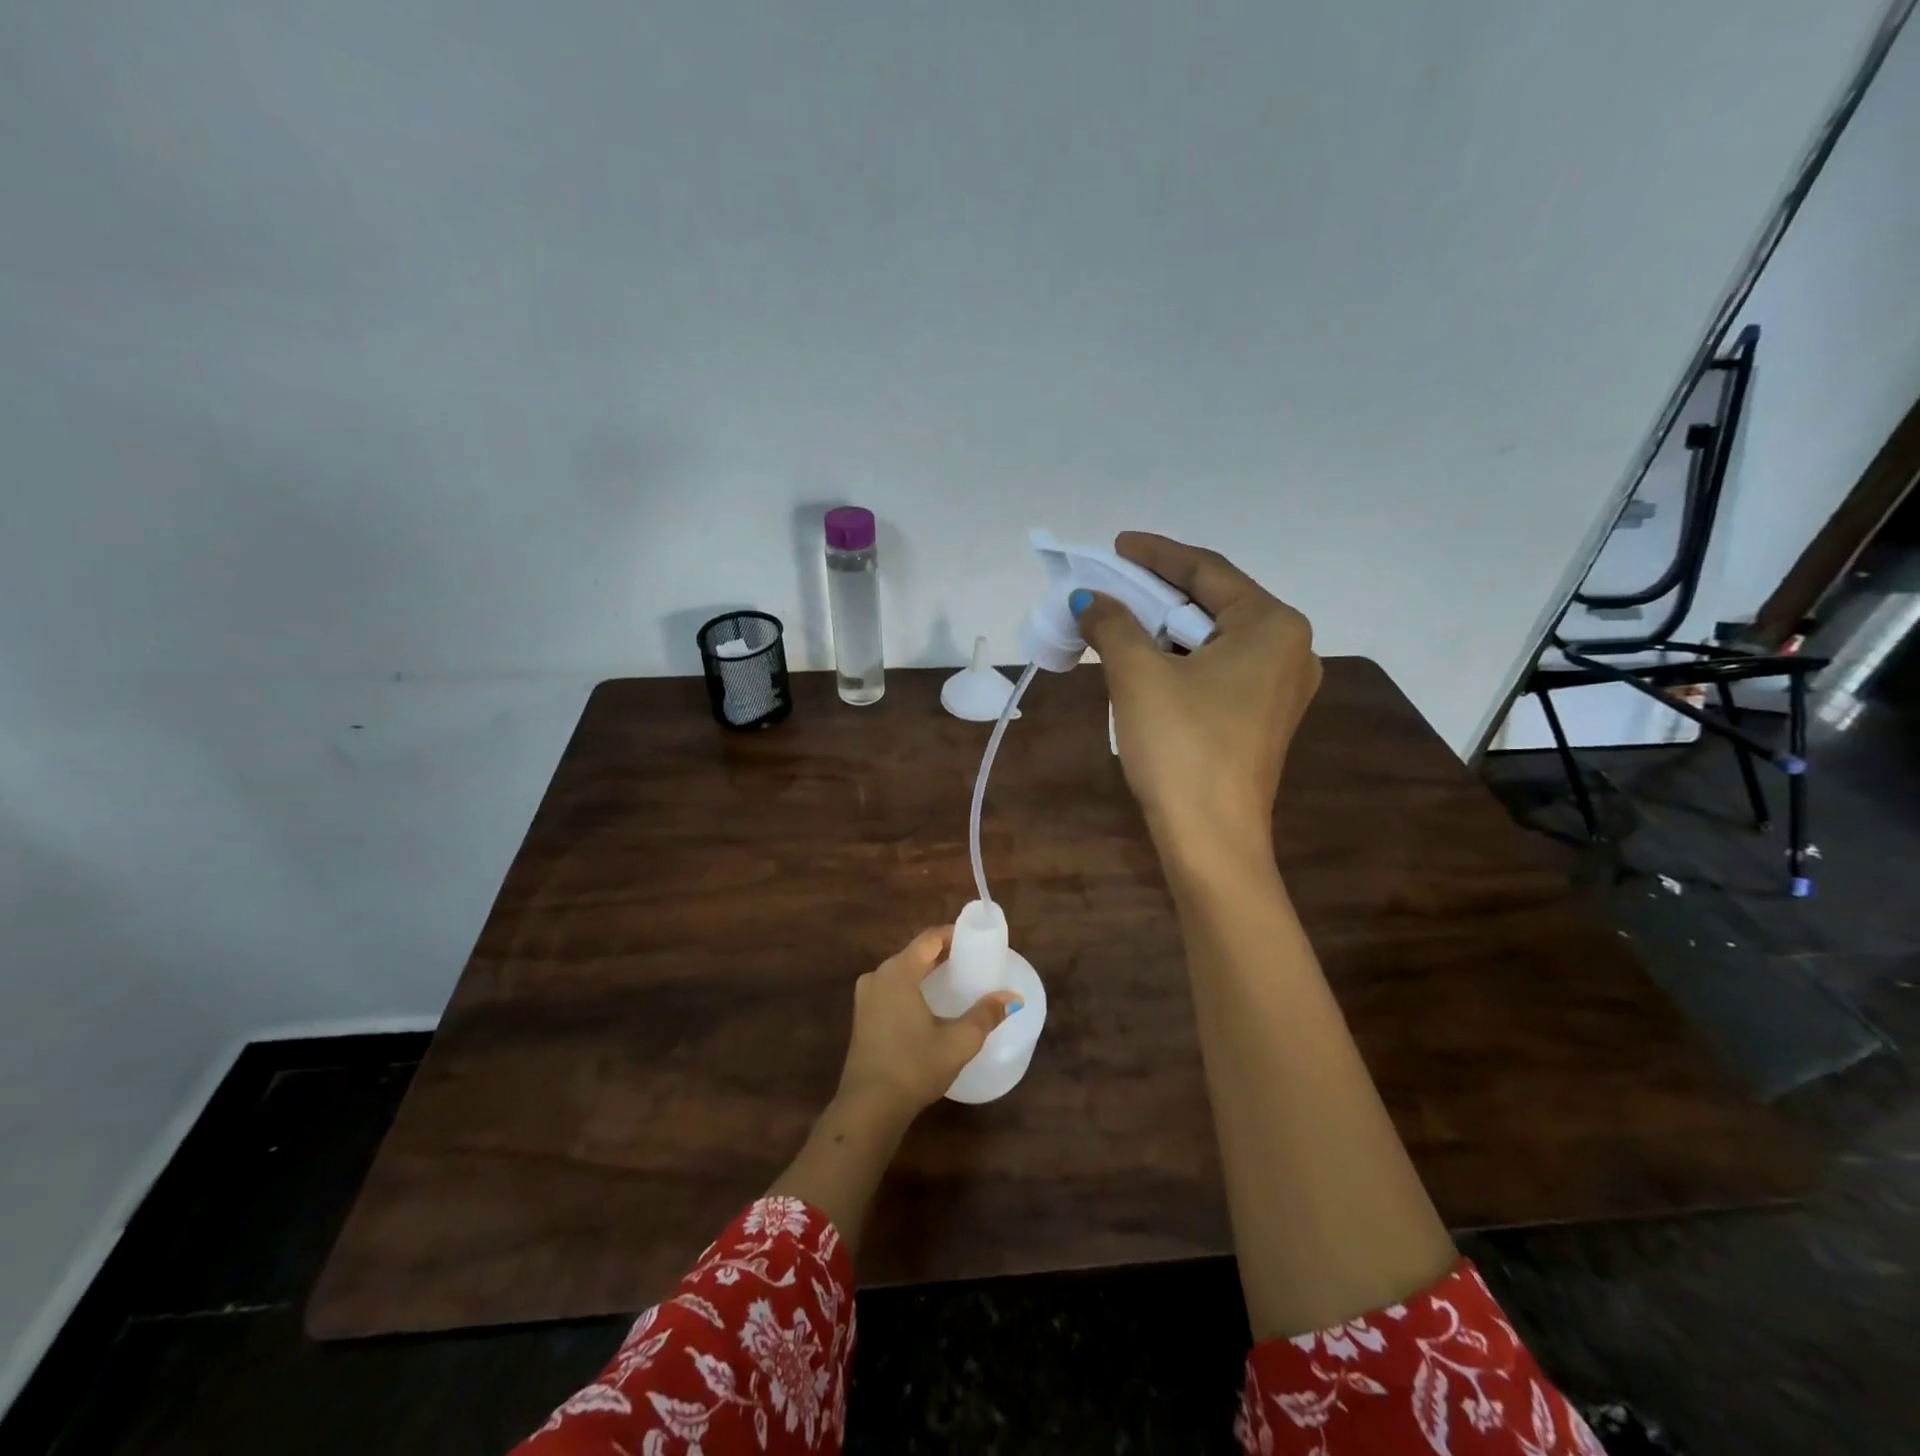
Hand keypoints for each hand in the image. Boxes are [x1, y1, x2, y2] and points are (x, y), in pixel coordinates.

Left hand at [835, 925, 1018, 1121]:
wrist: (868, 1107)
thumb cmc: (914, 1066)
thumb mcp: (958, 1042)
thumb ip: (986, 1015)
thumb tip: (1012, 998)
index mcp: (898, 972)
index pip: (928, 939)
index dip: (952, 934)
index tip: (974, 940)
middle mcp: (877, 976)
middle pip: (913, 953)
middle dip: (941, 954)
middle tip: (969, 961)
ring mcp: (865, 997)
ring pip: (900, 972)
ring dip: (924, 971)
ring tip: (952, 981)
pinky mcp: (861, 1018)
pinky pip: (890, 989)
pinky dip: (910, 988)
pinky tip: (927, 1005)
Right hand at [1072, 532, 1320, 863]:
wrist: (1211, 839)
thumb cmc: (1181, 746)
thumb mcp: (1138, 675)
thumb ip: (1113, 624)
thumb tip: (1090, 600)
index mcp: (1272, 625)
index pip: (1207, 570)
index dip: (1156, 554)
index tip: (1116, 545)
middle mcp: (1290, 648)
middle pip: (1215, 602)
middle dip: (1159, 592)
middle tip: (1112, 582)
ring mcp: (1281, 687)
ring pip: (1214, 639)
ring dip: (1165, 628)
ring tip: (1120, 620)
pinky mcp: (1262, 718)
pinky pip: (1218, 669)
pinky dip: (1180, 659)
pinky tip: (1146, 661)